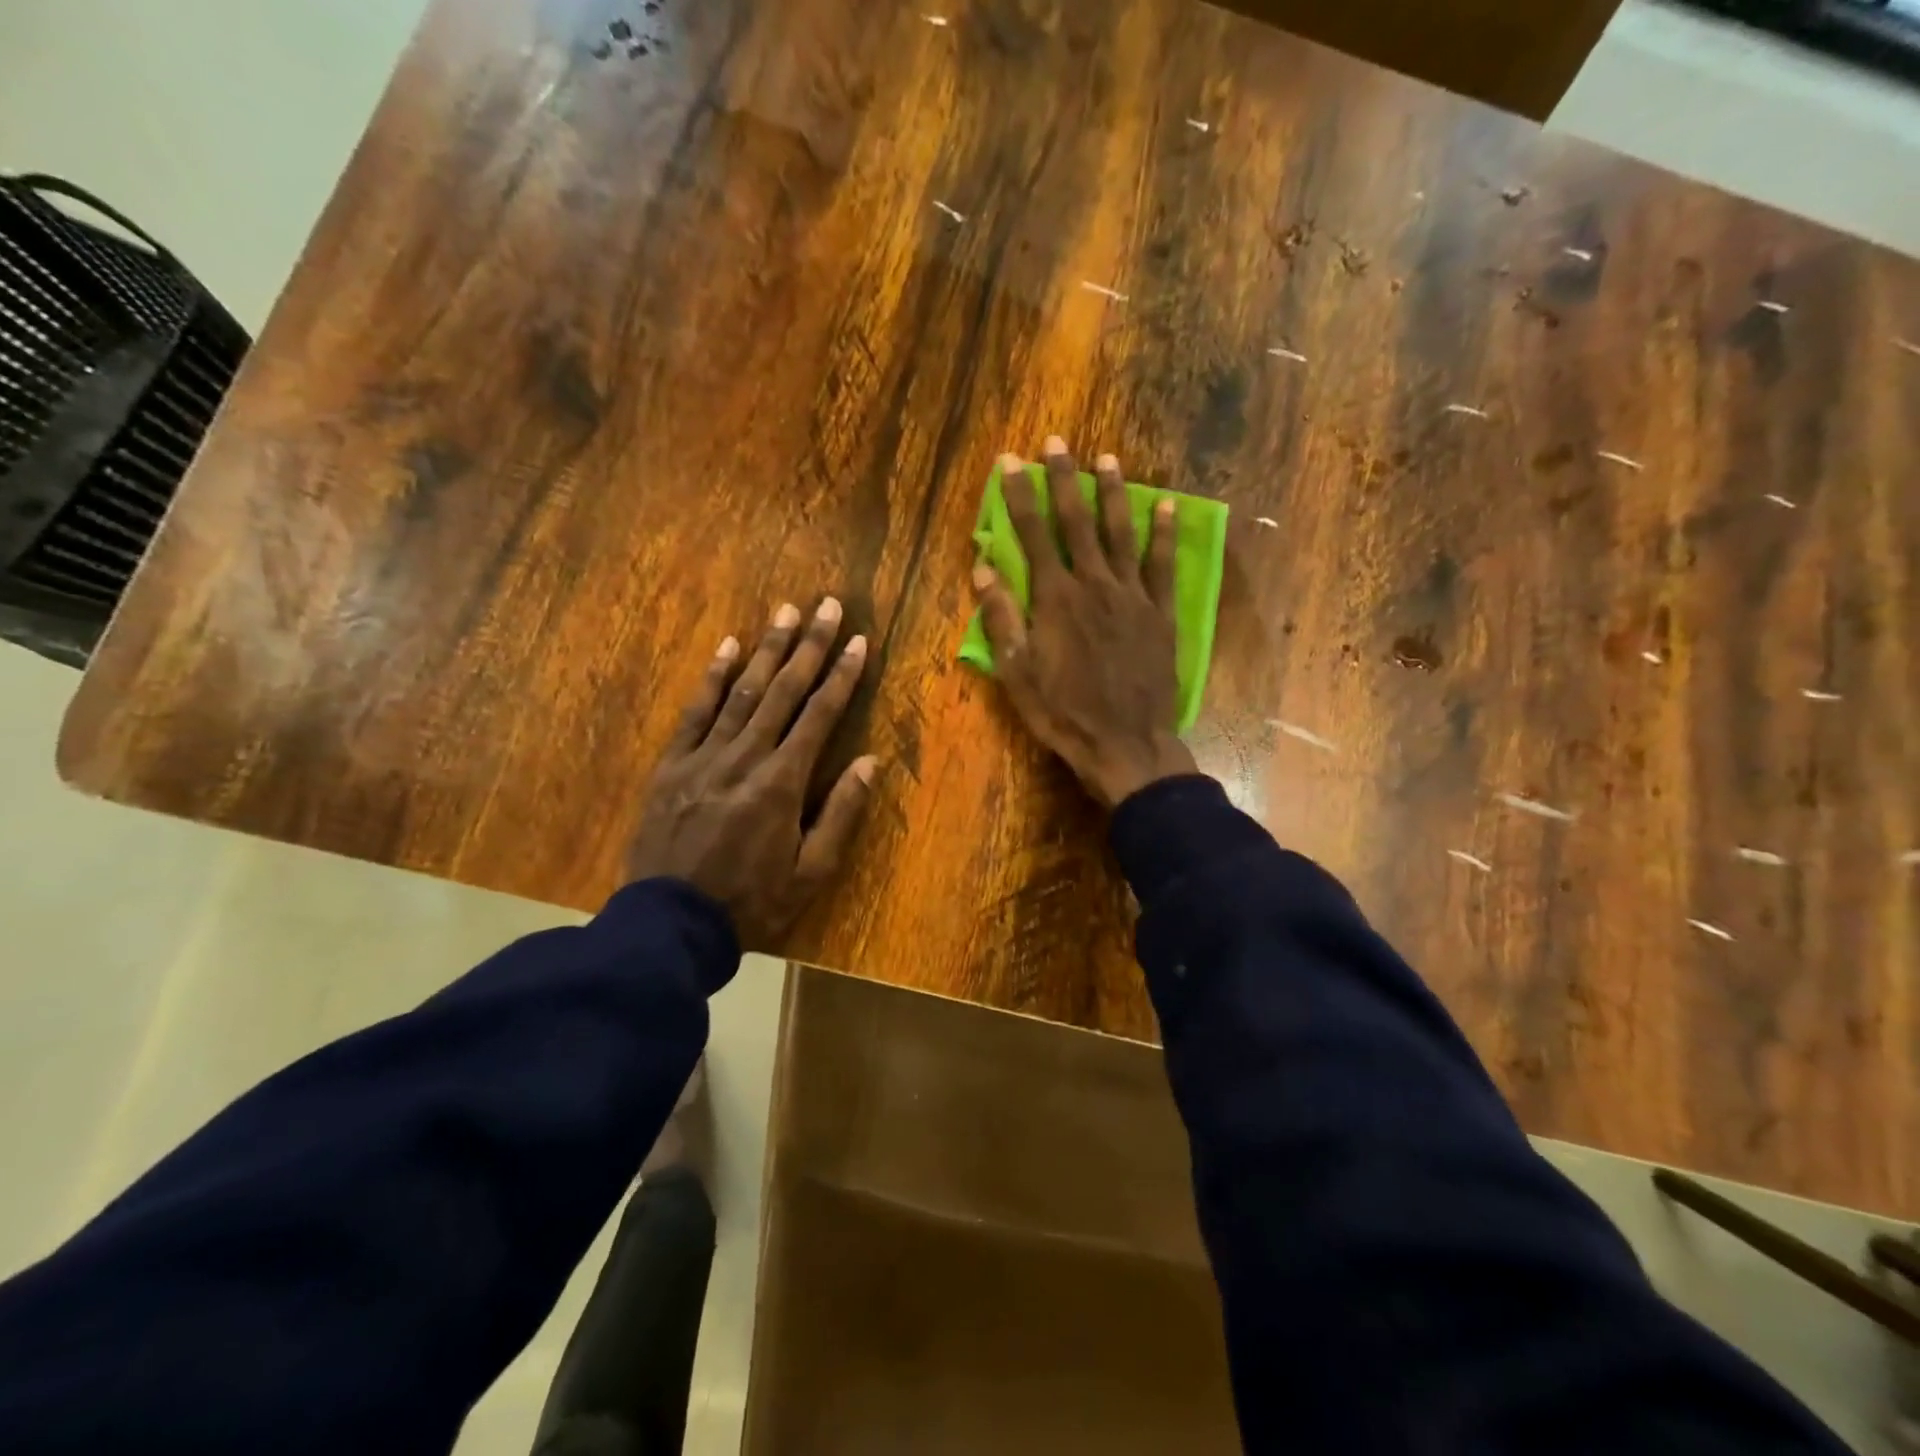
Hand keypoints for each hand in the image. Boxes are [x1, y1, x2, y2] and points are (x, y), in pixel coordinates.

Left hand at [625, 598, 877, 950]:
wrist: (670, 925)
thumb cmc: (751, 904)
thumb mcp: (810, 873)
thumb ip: (840, 814)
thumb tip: (870, 763)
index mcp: (782, 783)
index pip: (820, 716)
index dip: (842, 676)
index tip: (859, 642)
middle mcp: (745, 757)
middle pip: (783, 691)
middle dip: (809, 645)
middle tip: (828, 605)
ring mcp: (704, 757)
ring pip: (742, 691)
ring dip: (766, 648)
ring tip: (785, 610)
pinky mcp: (671, 766)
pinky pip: (694, 712)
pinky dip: (713, 678)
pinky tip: (727, 647)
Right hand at [972, 437, 1196, 807]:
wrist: (1125, 744)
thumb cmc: (1063, 713)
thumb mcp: (1017, 673)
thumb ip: (1002, 618)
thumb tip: (983, 568)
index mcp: (1055, 599)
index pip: (1032, 535)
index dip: (1019, 495)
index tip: (1010, 461)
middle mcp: (1094, 585)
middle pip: (1077, 522)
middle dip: (1064, 480)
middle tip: (1057, 443)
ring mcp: (1132, 596)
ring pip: (1121, 533)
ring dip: (1113, 494)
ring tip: (1107, 458)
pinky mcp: (1160, 614)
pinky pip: (1163, 566)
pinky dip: (1165, 534)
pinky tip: (1166, 506)